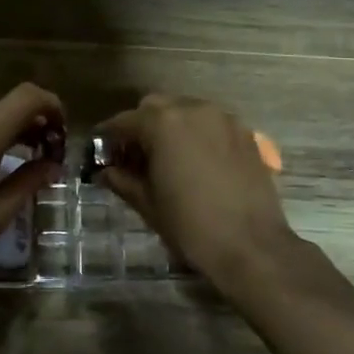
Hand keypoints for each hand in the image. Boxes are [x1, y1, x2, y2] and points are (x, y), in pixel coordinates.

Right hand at [94, 94, 295, 282]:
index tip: (102, 152)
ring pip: (186, 111)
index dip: (109, 137)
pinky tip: (197, 163)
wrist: (251, 246)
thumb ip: (122, 180)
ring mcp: (224, 119)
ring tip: (167, 159)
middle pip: (156, 107)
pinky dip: (198, 134)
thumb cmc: (190, 226)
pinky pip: (212, 124)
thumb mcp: (147, 204)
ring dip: (171, 127)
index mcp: (163, 123)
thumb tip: (105, 172)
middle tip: (134, 157)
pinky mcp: (246, 134)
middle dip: (141, 126)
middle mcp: (193, 110)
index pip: (124, 121)